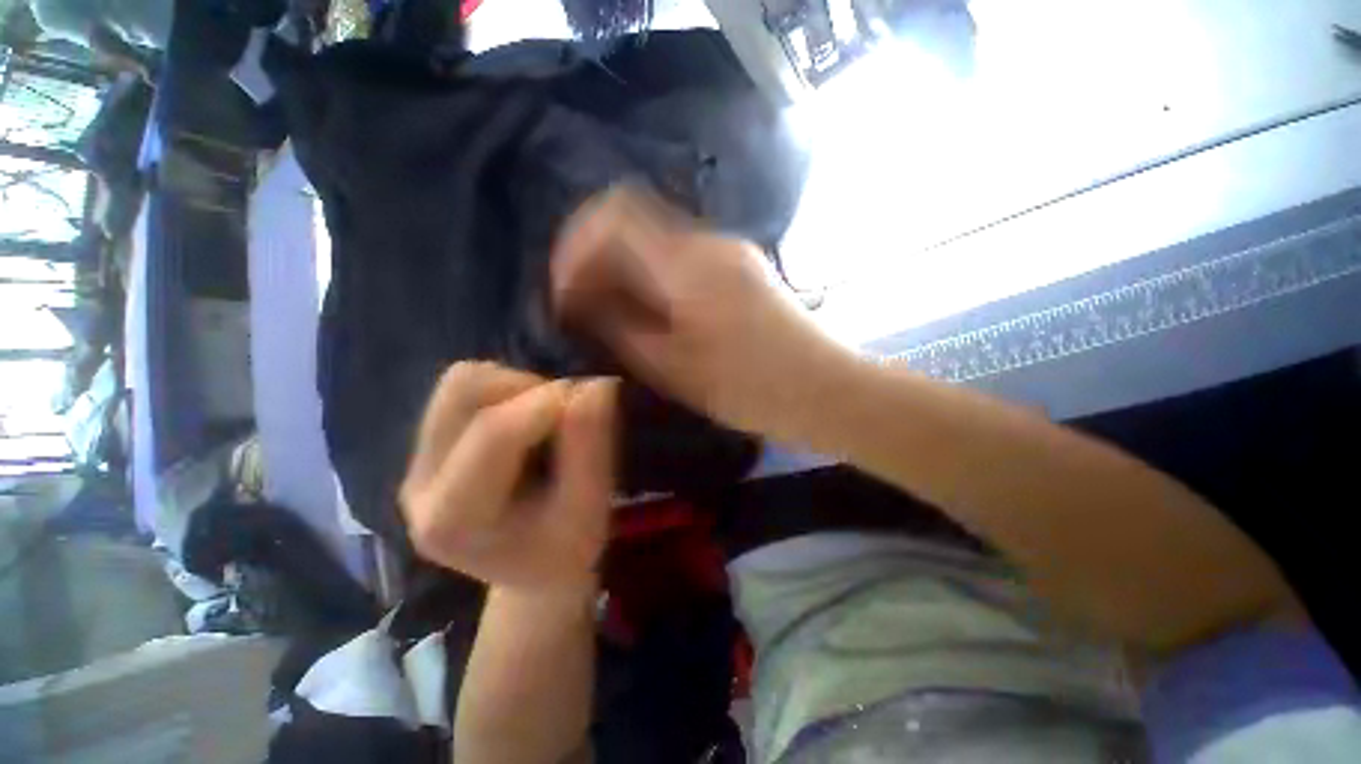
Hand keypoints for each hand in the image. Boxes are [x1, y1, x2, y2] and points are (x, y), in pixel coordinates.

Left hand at [400, 362, 616, 593]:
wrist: (529, 572)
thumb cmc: (564, 551)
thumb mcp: (589, 509)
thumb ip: (590, 447)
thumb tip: (596, 385)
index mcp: (454, 518)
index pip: (494, 433)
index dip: (550, 402)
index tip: (595, 396)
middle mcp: (419, 484)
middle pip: (466, 391)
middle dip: (531, 389)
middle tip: (568, 415)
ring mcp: (417, 462)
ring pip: (462, 381)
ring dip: (518, 386)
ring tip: (548, 418)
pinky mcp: (428, 446)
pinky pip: (463, 388)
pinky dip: (507, 389)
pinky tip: (528, 421)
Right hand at [551, 186, 858, 443]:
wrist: (825, 389)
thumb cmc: (752, 388)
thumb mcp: (675, 369)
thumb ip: (622, 328)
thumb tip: (583, 302)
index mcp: (688, 263)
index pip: (612, 216)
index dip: (575, 247)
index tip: (565, 293)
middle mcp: (708, 242)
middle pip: (632, 221)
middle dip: (597, 260)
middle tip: (584, 308)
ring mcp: (728, 251)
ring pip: (655, 240)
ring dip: (625, 270)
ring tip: (615, 316)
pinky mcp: (739, 268)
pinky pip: (679, 258)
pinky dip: (652, 277)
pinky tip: (652, 313)